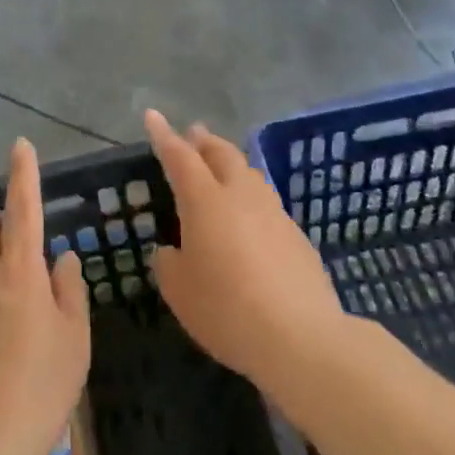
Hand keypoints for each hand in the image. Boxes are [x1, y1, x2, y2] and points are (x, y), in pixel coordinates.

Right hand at [145, 110, 344, 388]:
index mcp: (205, 201)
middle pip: (222, 154)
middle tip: (193, 135)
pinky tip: (249, 220)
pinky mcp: (297, 237)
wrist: (301, 339)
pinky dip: (251, 199)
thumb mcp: (179, 291)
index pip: (180, 157)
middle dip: (204, 141)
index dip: (164, 135)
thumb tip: (174, 251)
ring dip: (231, 165)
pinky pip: (267, 204)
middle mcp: (241, 195)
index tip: (153, 116)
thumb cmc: (227, 310)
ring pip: (250, 175)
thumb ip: (170, 263)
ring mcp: (274, 213)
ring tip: (222, 169)